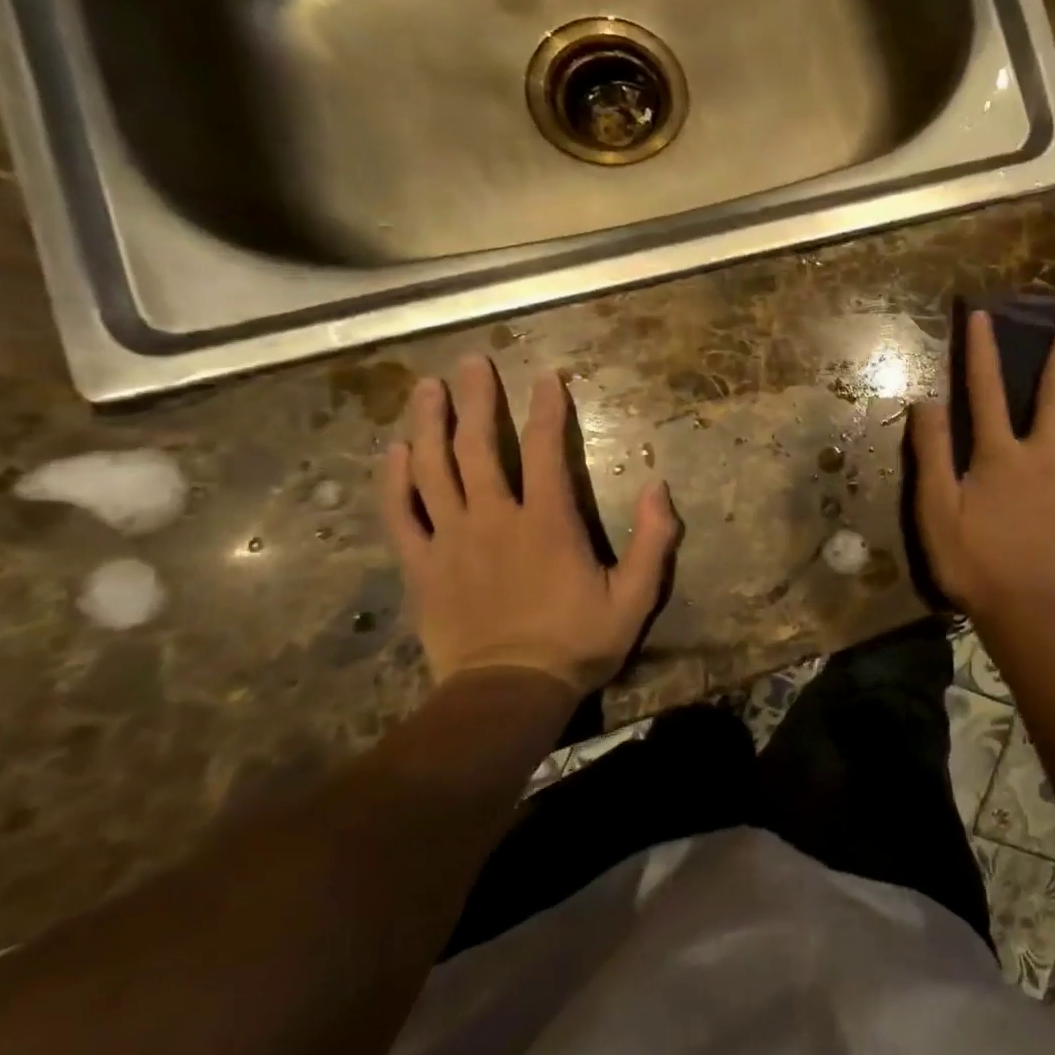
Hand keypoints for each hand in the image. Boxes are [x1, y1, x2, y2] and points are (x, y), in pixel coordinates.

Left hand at [380, 355, 678, 694]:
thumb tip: (660, 486)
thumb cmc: (578, 642)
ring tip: (426, 388)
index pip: (547, 451)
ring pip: (433, 470)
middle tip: (471, 362)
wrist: (508, 692)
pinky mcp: (422, 565)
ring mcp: (451, 540)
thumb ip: (654, 540)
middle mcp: (495, 518)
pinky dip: (394, 480)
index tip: (546, 376)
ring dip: (429, 424)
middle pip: (479, 447)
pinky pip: (400, 514)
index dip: (548, 409)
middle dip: (477, 400)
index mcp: (547, 522)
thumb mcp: (636, 596)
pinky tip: (395, 451)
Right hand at [910, 310, 1054, 616]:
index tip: (983, 315)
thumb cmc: (974, 561)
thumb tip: (927, 401)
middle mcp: (1042, 454)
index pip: (985, 391)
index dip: (982, 351)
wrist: (1027, 609)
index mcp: (999, 455)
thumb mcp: (936, 509)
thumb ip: (931, 454)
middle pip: (1053, 395)